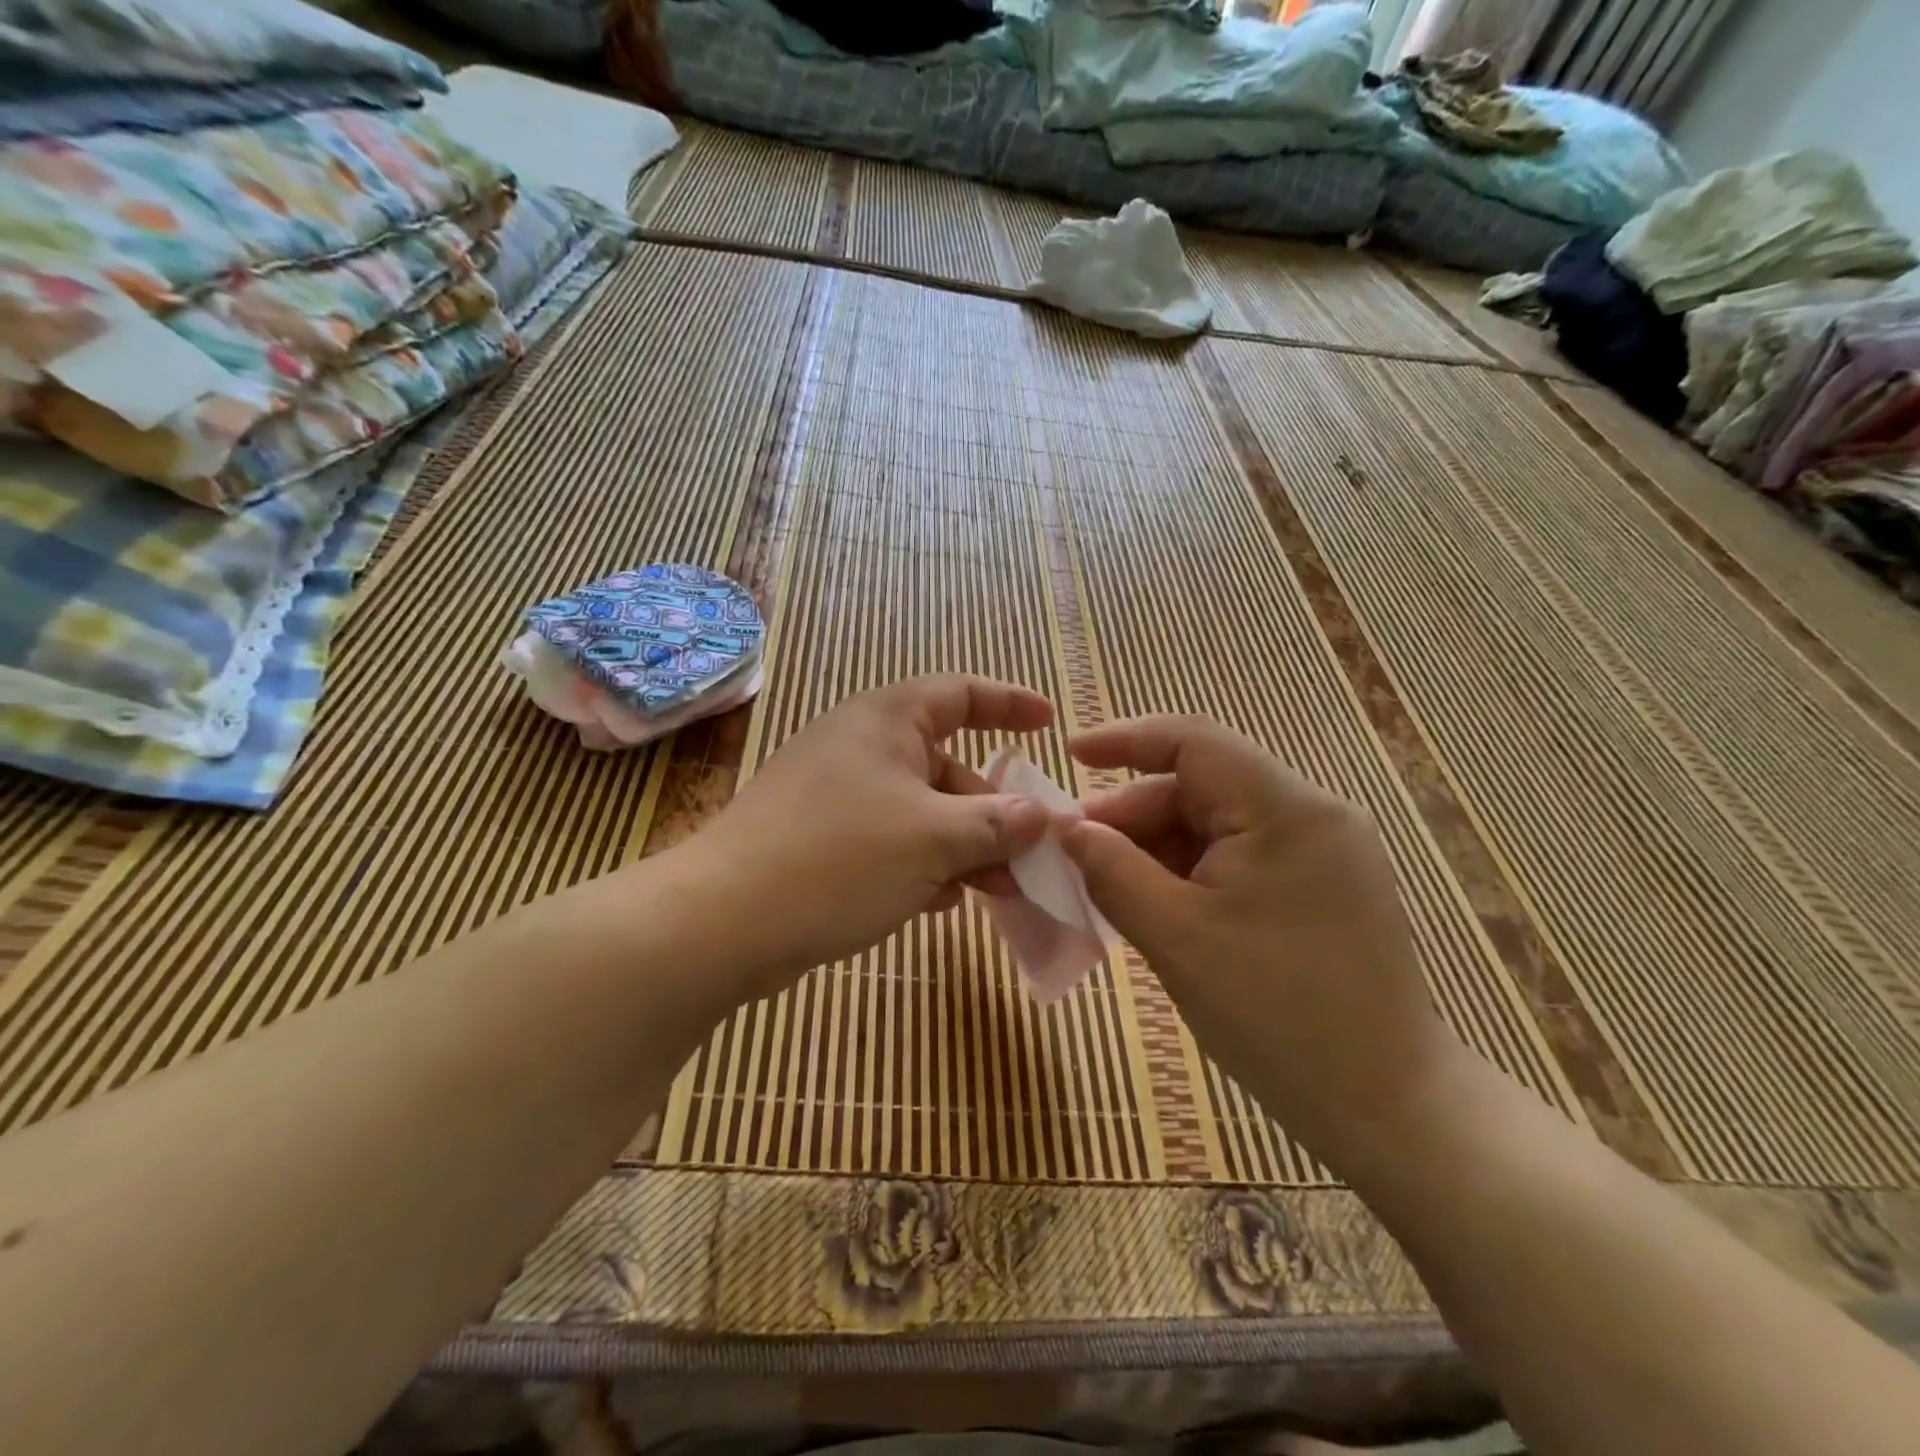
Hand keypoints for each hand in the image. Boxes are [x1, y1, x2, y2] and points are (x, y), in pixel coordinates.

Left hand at [698, 674, 1055, 982]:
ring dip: (962, 846)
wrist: (723, 920)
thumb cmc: (840, 858)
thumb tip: (1045, 817)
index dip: (1010, 704)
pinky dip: (921, 864)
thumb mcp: (934, 839)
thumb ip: (998, 824)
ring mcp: (836, 793)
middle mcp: (861, 746)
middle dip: (993, 811)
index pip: (961, 693)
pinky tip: (939, 902)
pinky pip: (889, 840)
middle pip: (947, 765)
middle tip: (1029, 857)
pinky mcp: (819, 838)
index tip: (1050, 725)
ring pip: (920, 810)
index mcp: (888, 720)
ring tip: (996, 890)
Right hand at [1064, 715, 1462, 1162]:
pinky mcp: (1321, 887)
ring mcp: (1321, 852)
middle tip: (1074, 855)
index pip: (1195, 741)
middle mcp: (1311, 815)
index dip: (1125, 738)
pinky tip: (1154, 906)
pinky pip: (1237, 858)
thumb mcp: (1175, 937)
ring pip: (1215, 826)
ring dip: (1156, 851)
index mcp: (1286, 810)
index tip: (1070, 753)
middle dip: (1132, 816)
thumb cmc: (1276, 1016)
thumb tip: (1069, 829)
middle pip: (1201, 788)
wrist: (1387, 1109)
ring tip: (1106, 889)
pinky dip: (1188, 874)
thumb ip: (1112, 871)